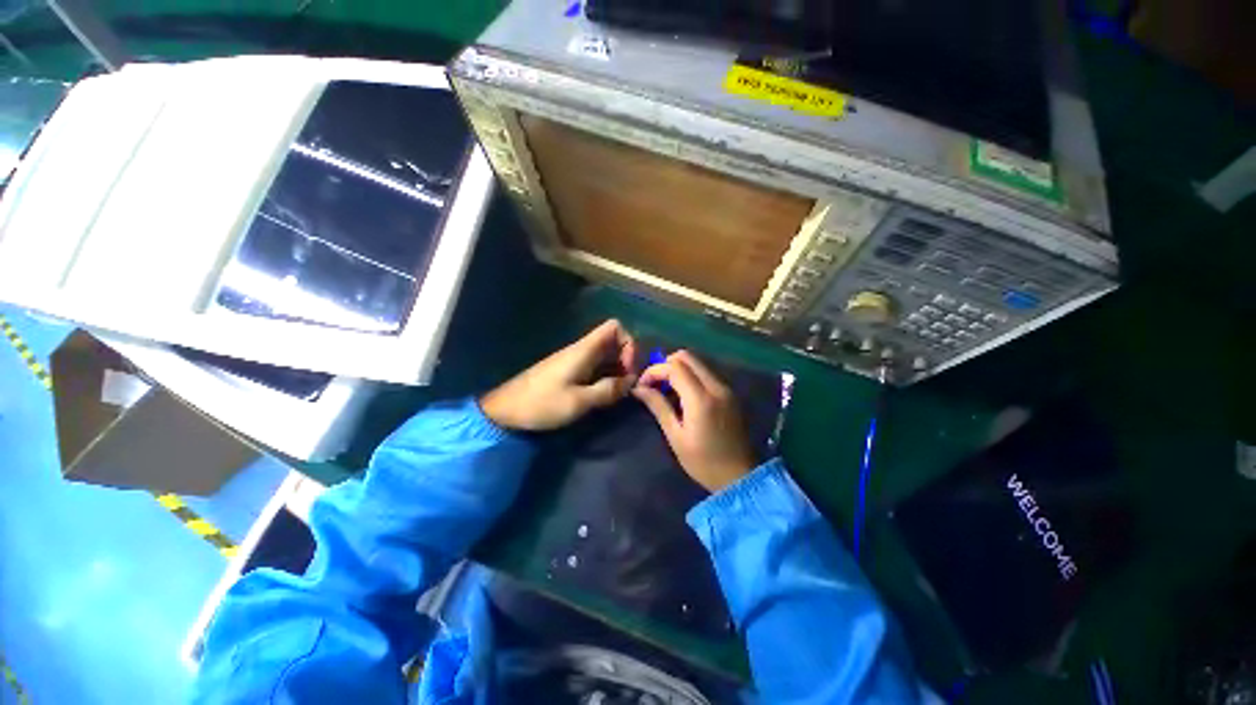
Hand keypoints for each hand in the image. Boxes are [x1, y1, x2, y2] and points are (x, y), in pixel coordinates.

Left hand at [481, 319, 637, 431]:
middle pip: (613, 341)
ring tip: (617, 393)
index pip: (614, 327)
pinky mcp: (568, 371)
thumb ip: (608, 390)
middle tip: (626, 385)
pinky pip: (595, 367)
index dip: (628, 343)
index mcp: (584, 350)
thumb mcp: (579, 402)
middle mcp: (581, 350)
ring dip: (616, 371)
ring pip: (605, 355)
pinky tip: (602, 395)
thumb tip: (632, 381)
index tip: (628, 369)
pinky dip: (605, 377)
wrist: (505, 410)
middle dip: (626, 360)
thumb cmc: (541, 403)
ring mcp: (574, 360)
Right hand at [632, 351, 756, 492]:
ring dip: (679, 369)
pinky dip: (691, 376)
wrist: (740, 477)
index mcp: (702, 399)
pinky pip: (706, 373)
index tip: (642, 385)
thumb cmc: (703, 462)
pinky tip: (683, 396)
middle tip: (654, 384)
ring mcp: (726, 388)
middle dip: (666, 365)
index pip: (674, 367)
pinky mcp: (730, 393)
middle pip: (687, 357)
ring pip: (698, 363)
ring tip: (666, 391)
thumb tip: (638, 389)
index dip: (654, 371)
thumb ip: (658, 407)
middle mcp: (716, 386)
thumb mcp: (676, 437)